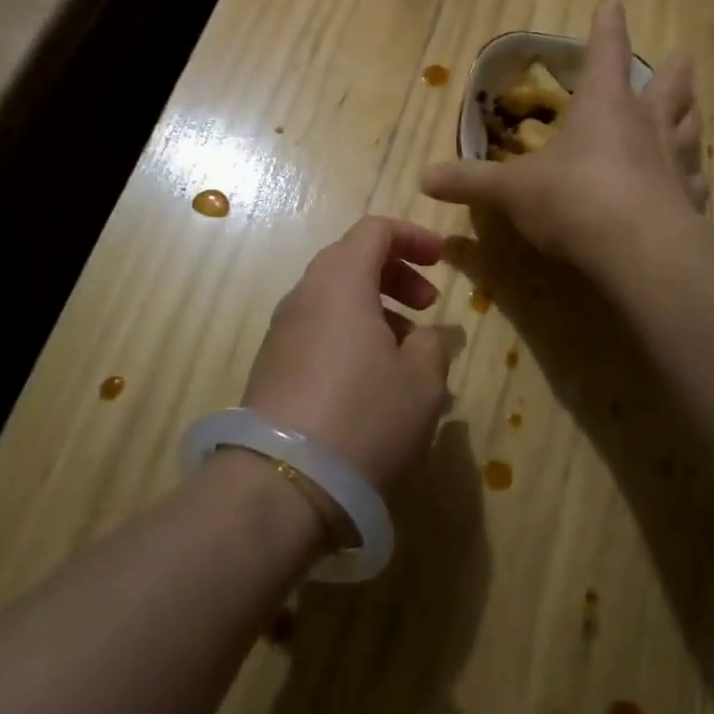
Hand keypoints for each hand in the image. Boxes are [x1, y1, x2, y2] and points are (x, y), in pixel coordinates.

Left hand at [241, 216, 460, 489]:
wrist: (280, 483)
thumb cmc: (363, 417)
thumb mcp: (421, 382)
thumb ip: (433, 344)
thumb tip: (429, 334)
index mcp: (341, 282)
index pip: (374, 229)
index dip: (413, 236)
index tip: (442, 260)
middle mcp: (305, 295)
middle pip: (351, 260)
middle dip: (395, 274)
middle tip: (428, 306)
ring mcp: (282, 331)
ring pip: (333, 298)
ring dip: (374, 309)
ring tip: (406, 353)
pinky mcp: (271, 366)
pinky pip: (317, 330)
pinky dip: (349, 335)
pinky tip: (371, 382)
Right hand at [421, 2, 706, 263]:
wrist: (640, 251)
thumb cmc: (573, 201)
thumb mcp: (512, 191)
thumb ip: (471, 182)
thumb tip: (423, 177)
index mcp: (604, 107)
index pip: (607, 53)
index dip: (608, 28)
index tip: (614, 4)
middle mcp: (646, 125)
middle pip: (668, 87)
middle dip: (671, 70)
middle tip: (683, 55)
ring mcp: (676, 162)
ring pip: (690, 127)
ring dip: (690, 114)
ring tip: (694, 108)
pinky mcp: (692, 201)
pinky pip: (697, 180)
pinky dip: (695, 175)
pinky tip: (696, 179)